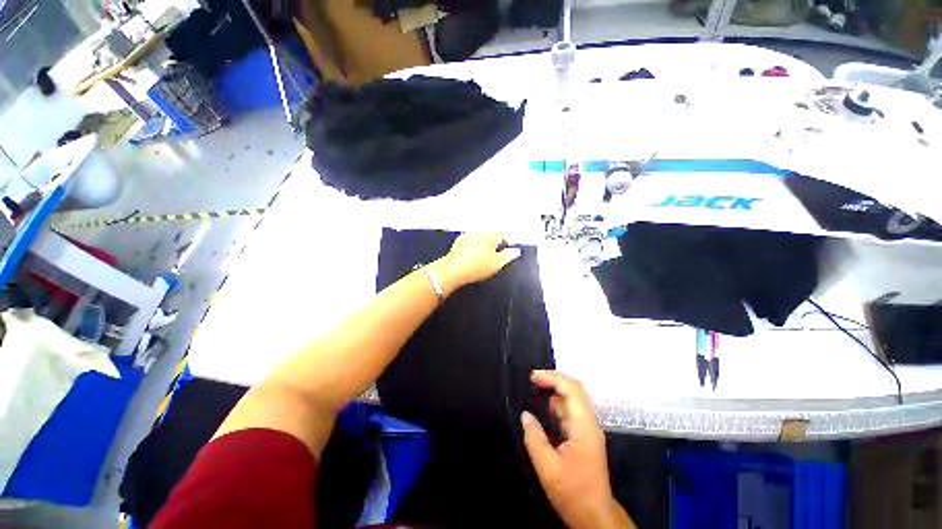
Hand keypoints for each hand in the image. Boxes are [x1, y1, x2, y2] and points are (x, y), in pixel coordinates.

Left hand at [434, 232, 521, 289]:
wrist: (453, 270)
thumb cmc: (477, 266)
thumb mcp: (497, 264)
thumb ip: (508, 256)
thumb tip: (516, 251)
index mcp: (488, 234)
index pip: (502, 232)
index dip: (508, 239)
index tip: (509, 248)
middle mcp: (477, 231)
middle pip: (491, 233)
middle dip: (496, 241)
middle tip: (499, 253)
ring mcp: (466, 235)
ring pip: (480, 237)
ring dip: (485, 244)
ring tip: (486, 256)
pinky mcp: (458, 242)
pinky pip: (471, 241)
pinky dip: (475, 246)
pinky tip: (474, 256)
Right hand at [522, 371, 633, 528]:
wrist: (595, 517)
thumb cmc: (573, 493)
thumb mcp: (548, 468)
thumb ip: (534, 438)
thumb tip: (525, 415)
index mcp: (584, 427)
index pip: (572, 390)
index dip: (552, 378)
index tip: (533, 377)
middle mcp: (589, 423)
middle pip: (575, 390)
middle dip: (554, 380)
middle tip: (533, 379)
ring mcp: (587, 429)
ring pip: (573, 399)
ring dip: (555, 390)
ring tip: (535, 388)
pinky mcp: (584, 435)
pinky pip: (570, 411)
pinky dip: (556, 403)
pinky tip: (544, 407)